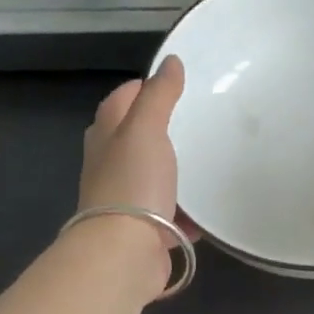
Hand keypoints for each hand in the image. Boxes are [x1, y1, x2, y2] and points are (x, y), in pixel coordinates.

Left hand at [73, 57, 189, 289]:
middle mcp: (110, 165)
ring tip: (207, 162)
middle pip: (134, 139)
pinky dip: (185, 214)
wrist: (124, 252)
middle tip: (196, 121)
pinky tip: (207, 211)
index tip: (174, 85)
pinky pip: (169, 216)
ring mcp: (126, 200)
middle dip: (160, 129)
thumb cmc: (133, 182)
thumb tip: (170, 61)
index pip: (120, 100)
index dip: (142, 88)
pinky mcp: (144, 230)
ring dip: (174, 172)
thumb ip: (159, 95)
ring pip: (152, 177)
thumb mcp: (146, 129)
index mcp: (106, 136)